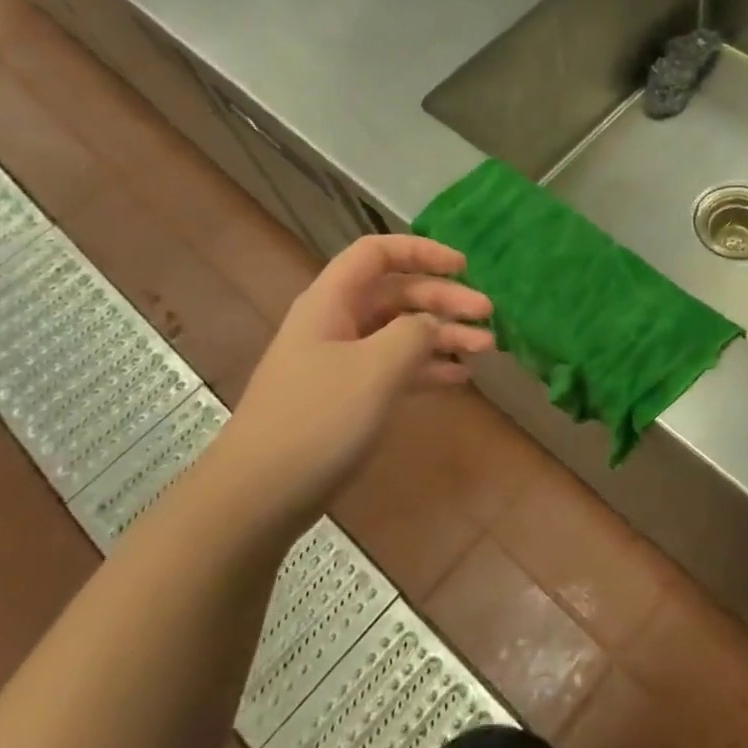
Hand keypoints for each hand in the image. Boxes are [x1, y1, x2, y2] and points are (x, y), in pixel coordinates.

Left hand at [211, 236, 493, 519]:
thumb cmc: (317, 420)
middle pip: (397, 293)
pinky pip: (395, 368)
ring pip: (401, 332)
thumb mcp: (375, 369)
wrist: (259, 495)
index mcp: (332, 302)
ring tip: (486, 348)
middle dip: (444, 299)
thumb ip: (414, 334)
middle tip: (488, 316)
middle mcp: (336, 323)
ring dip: (443, 335)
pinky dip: (427, 368)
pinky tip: (459, 378)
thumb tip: (431, 324)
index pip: (378, 253)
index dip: (422, 252)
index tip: (464, 268)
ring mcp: (341, 361)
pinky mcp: (347, 397)